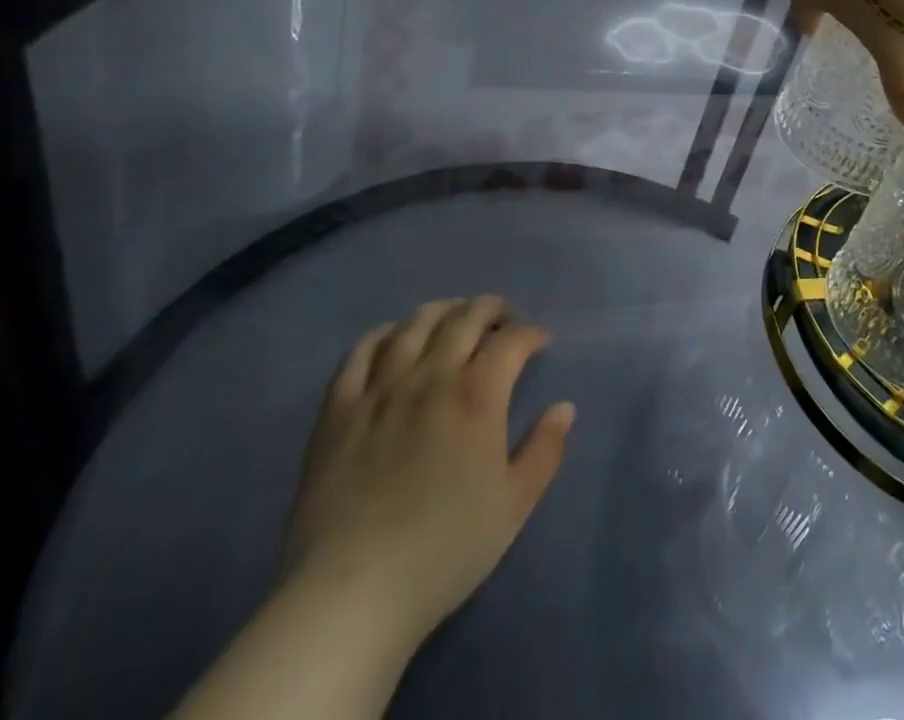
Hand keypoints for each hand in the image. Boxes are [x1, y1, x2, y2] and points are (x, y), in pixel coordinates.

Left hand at [281, 297, 573, 654]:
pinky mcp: (339, 409)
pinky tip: (393, 338)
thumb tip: (564, 407)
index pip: (512, 340)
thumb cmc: (445, 550)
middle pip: (465, 317)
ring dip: (443, 312)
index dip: (530, 334)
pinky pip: (360, 352)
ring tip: (454, 319)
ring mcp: (381, 389)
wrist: (352, 594)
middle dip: (491, 309)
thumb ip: (545, 449)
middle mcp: (432, 376)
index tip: (538, 343)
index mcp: (478, 395)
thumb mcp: (514, 505)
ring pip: (415, 324)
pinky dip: (383, 334)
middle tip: (502, 320)